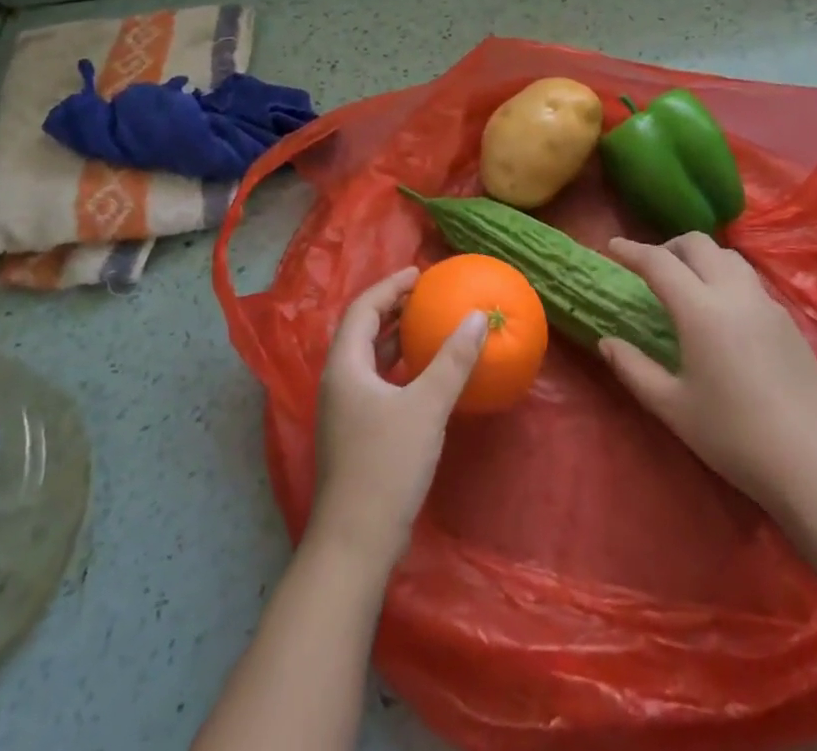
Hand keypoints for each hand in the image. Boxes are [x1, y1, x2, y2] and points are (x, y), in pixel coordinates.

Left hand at [309, 266, 487, 571]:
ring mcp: (345, 410)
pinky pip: (378, 382)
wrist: (355, 544)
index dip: (390, 285)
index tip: (420, 273)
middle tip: (428, 295)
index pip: (363, 308)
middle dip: (394, 308)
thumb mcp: (426, 407)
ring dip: (397, 338)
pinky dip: (400, 368)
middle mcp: (339, 381)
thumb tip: (478, 316)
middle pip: (363, 330)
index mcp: (345, 366)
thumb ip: (453, 360)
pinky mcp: (356, 433)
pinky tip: (426, 375)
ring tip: (430, 325)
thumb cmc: (386, 466)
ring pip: (370, 358)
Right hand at [599, 234, 816, 513]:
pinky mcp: (788, 320)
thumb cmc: (734, 437)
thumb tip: (606, 342)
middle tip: (650, 267)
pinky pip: (749, 280)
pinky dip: (725, 277)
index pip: (659, 262)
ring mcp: (766, 303)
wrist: (815, 464)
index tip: (612, 246)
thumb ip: (634, 369)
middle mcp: (734, 293)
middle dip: (668, 246)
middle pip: (698, 243)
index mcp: (700, 310)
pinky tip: (722, 311)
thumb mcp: (673, 407)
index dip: (632, 250)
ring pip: (728, 256)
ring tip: (687, 283)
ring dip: (701, 257)